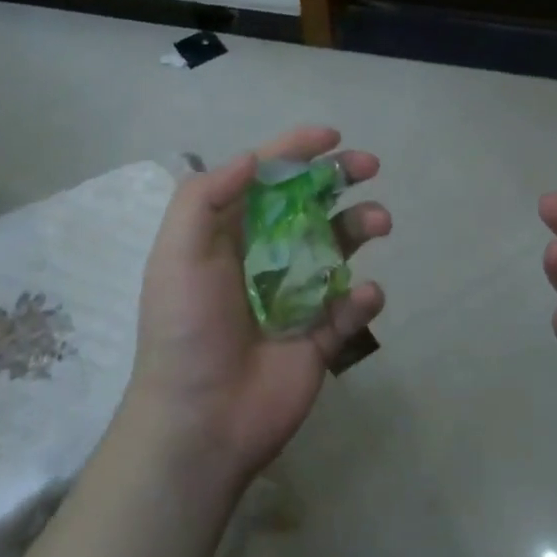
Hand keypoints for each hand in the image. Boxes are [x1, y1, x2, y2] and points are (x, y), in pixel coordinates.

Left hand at [123, 126, 388, 489]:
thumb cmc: (186, 327)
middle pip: (310, 204)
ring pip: (339, 248)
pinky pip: (350, 308)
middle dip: (340, 179)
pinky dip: (363, 298)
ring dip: (361, 227)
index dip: (297, 150)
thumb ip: (205, 196)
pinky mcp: (319, 336)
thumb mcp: (177, 252)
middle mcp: (265, 257)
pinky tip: (361, 297)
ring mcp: (295, 297)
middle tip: (370, 167)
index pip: (266, 179)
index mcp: (229, 234)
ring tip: (378, 223)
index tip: (333, 136)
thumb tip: (253, 158)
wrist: (200, 419)